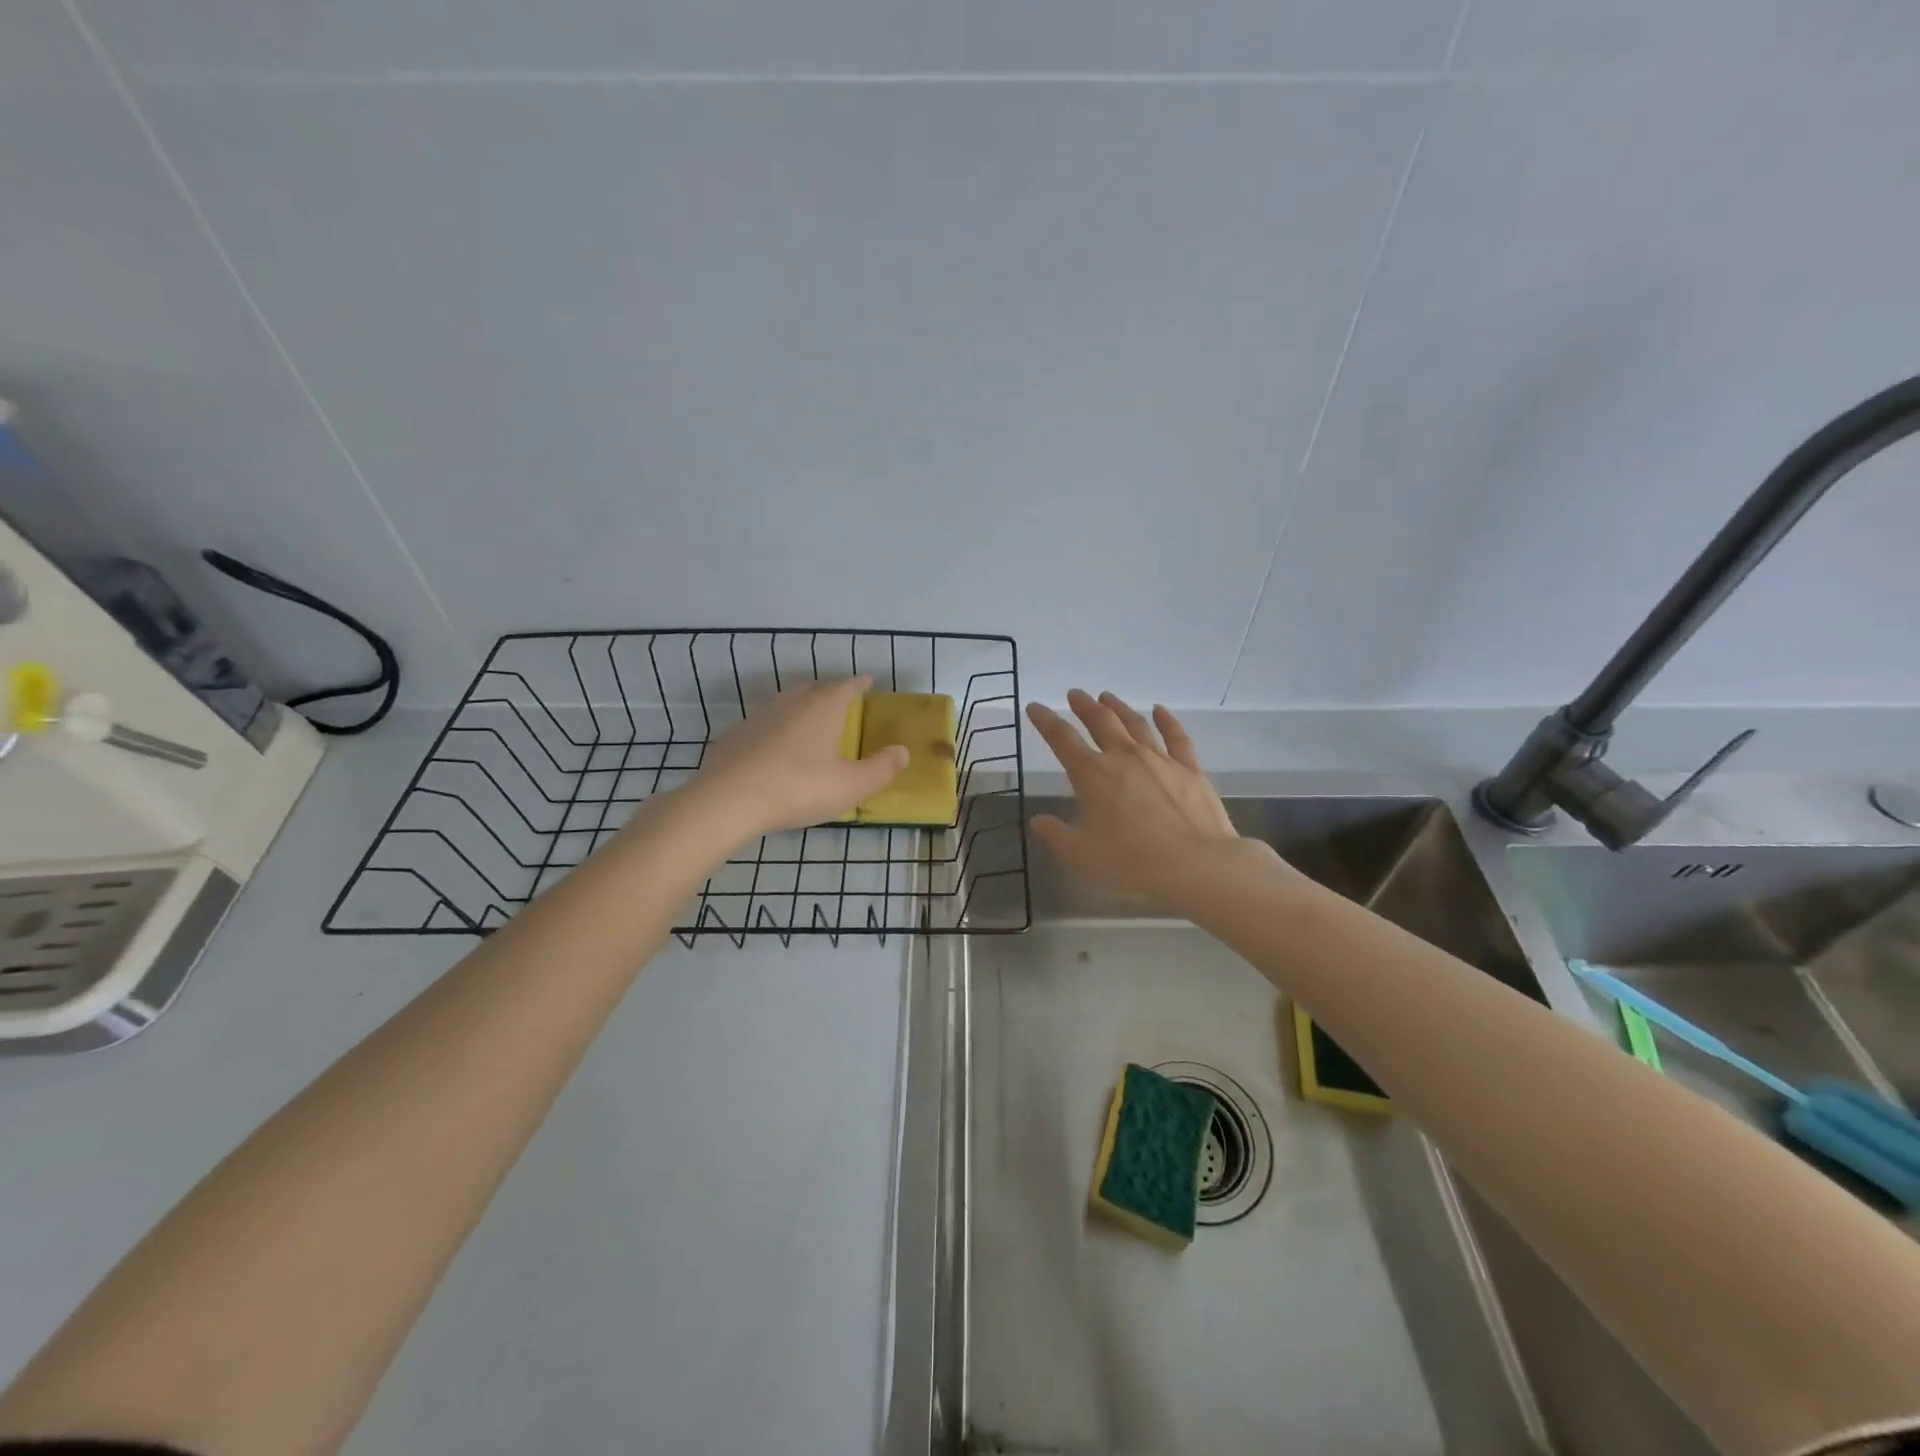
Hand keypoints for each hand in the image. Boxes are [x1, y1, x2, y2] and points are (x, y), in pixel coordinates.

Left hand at [695, 675, 907, 835]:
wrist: (728, 800)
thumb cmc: (799, 788)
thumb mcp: (851, 786)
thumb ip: (881, 769)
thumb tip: (903, 751)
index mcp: (823, 708)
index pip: (847, 687)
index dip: (859, 684)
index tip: (868, 681)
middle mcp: (792, 703)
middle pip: (815, 688)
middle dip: (830, 691)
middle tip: (841, 698)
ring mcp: (760, 716)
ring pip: (787, 703)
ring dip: (802, 706)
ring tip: (810, 720)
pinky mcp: (736, 735)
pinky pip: (765, 723)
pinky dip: (777, 728)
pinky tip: (776, 747)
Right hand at [1025, 691, 1243, 904]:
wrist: (1195, 864)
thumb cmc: (1130, 861)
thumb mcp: (1081, 855)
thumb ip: (1056, 835)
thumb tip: (1039, 820)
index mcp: (1092, 775)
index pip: (1062, 739)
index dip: (1046, 721)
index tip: (1035, 708)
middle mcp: (1124, 757)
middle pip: (1100, 722)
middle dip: (1084, 706)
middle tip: (1075, 694)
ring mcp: (1160, 759)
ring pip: (1135, 724)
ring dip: (1118, 708)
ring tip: (1107, 697)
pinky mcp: (1190, 769)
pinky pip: (1176, 737)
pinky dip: (1166, 720)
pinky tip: (1160, 710)